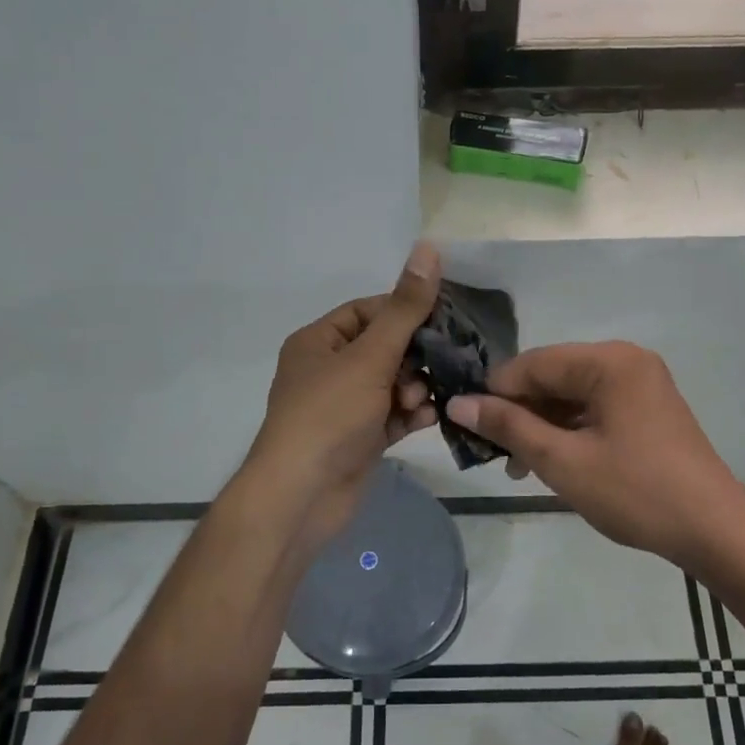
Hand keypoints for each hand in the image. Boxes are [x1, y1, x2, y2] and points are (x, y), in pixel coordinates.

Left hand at [241, 244, 442, 550]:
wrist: (301, 497)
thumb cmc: (329, 415)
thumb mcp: (370, 356)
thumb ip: (405, 308)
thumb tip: (428, 247)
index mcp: (318, 342)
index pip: (368, 311)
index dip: (404, 312)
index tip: (442, 320)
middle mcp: (329, 370)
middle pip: (385, 348)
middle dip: (413, 357)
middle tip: (439, 365)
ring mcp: (344, 407)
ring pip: (392, 383)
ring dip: (414, 387)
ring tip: (420, 399)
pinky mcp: (360, 438)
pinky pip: (393, 414)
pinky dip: (411, 413)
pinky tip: (428, 417)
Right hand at [446, 341, 744, 565]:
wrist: (714, 531)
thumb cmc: (635, 492)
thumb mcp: (562, 461)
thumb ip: (509, 427)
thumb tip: (458, 403)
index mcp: (609, 361)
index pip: (532, 364)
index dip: (495, 393)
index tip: (467, 426)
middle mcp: (625, 361)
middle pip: (552, 376)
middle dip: (519, 412)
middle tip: (494, 453)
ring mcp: (641, 384)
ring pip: (571, 394)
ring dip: (542, 425)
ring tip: (518, 467)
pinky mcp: (648, 408)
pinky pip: (594, 408)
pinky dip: (569, 430)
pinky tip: (552, 461)